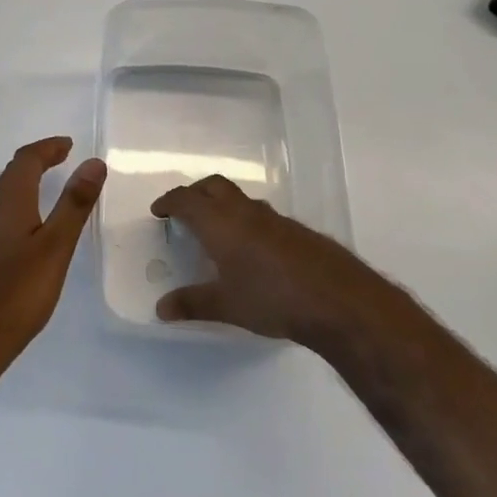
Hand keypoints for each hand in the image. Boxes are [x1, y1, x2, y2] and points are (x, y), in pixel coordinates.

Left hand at [0, 137, 105, 379]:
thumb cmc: (17, 291)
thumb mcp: (56, 246)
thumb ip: (74, 204)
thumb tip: (93, 163)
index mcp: (9, 201)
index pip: (26, 160)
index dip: (48, 148)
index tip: (69, 145)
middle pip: (12, 173)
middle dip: (37, 160)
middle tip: (62, 159)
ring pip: (3, 193)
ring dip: (25, 180)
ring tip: (47, 183)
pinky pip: (0, 212)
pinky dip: (18, 202)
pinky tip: (26, 225)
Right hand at [151, 175, 384, 344]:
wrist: (338, 300)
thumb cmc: (272, 298)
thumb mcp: (226, 306)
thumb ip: (192, 304)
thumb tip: (161, 309)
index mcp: (220, 223)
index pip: (186, 200)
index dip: (169, 202)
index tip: (158, 211)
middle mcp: (245, 212)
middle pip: (214, 186)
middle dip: (195, 193)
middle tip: (184, 212)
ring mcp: (274, 218)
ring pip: (240, 199)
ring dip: (223, 206)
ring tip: (217, 232)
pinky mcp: (297, 231)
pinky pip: (261, 215)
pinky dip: (246, 221)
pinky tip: (252, 250)